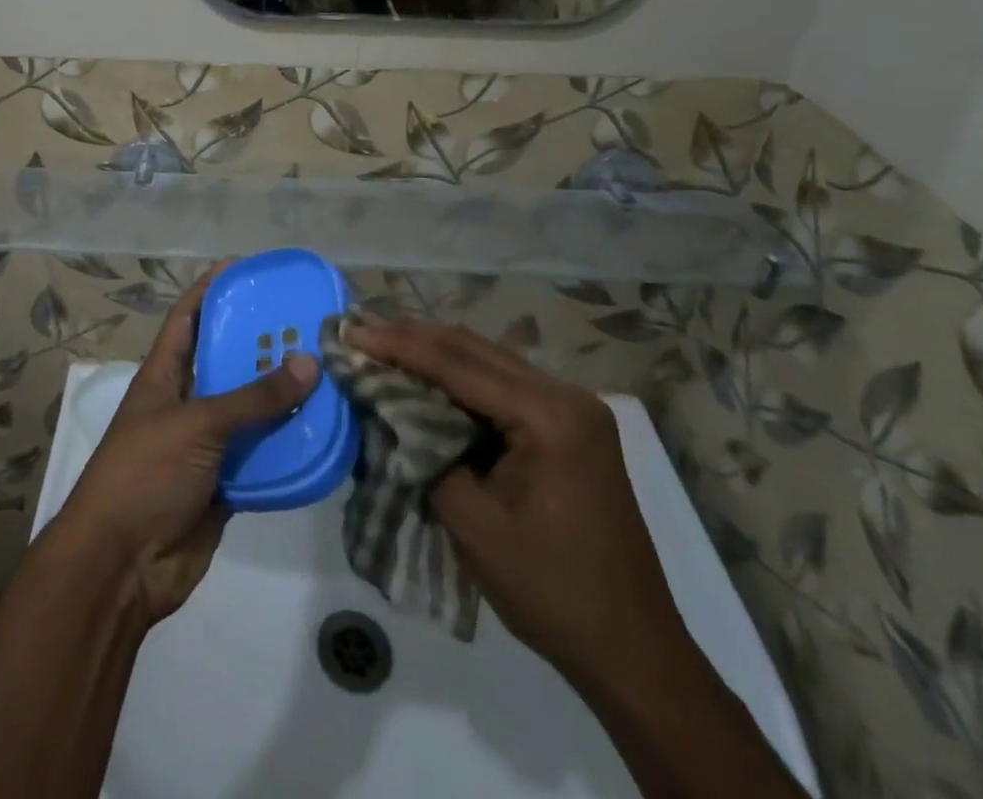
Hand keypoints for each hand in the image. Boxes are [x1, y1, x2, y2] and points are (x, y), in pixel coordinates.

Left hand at [53, 265, 321, 623]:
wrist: (121, 566)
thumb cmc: (145, 474)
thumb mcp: (197, 424)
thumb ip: (253, 397)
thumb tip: (310, 361)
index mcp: (164, 375)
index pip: (187, 318)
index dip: (211, 290)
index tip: (247, 269)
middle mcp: (185, 402)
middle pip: (226, 362)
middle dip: (260, 344)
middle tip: (308, 324)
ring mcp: (204, 445)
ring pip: (248, 411)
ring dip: (281, 398)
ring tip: (329, 372)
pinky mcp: (223, 483)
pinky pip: (260, 456)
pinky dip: (286, 447)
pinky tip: (323, 433)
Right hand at [345, 319, 686, 686]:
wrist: (632, 651)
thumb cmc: (551, 590)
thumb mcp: (472, 523)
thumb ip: (424, 450)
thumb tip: (385, 406)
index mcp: (549, 415)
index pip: (456, 362)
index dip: (397, 345)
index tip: (350, 333)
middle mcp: (566, 395)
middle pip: (472, 347)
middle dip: (411, 336)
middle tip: (358, 330)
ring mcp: (572, 408)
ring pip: (486, 359)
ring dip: (432, 351)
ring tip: (380, 344)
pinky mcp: (568, 426)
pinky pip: (501, 384)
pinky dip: (457, 376)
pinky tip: (425, 376)